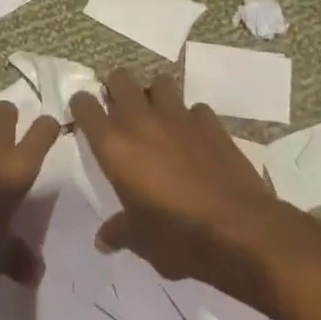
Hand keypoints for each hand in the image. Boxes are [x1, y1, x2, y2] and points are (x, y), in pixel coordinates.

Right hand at [70, 68, 280, 298]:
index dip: (81, 107)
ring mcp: (178, 116)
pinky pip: (194, 108)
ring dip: (155, 95)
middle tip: (120, 112)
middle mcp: (141, 121)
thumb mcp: (140, 241)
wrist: (238, 229)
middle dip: (117, 89)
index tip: (84, 115)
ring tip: (158, 118)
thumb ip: (119, 231)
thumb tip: (103, 240)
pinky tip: (194, 139)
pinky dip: (191, 118)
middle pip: (120, 78)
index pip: (85, 106)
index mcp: (114, 146)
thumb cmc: (177, 237)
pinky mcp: (210, 121)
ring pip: (159, 81)